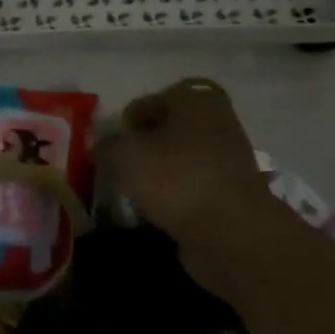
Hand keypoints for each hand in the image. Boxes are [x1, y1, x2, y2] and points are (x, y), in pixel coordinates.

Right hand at [97, 79, 275, 251]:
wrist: (232, 232)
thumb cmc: (177, 179)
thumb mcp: (125, 155)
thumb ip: (107, 146)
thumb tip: (103, 147)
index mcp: (196, 101)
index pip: (152, 101)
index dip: (127, 121)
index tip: (112, 146)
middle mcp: (217, 123)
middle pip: (168, 129)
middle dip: (143, 147)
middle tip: (121, 167)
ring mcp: (228, 159)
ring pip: (181, 159)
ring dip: (159, 173)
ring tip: (136, 192)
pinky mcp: (231, 194)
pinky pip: (193, 187)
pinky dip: (176, 197)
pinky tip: (158, 211)